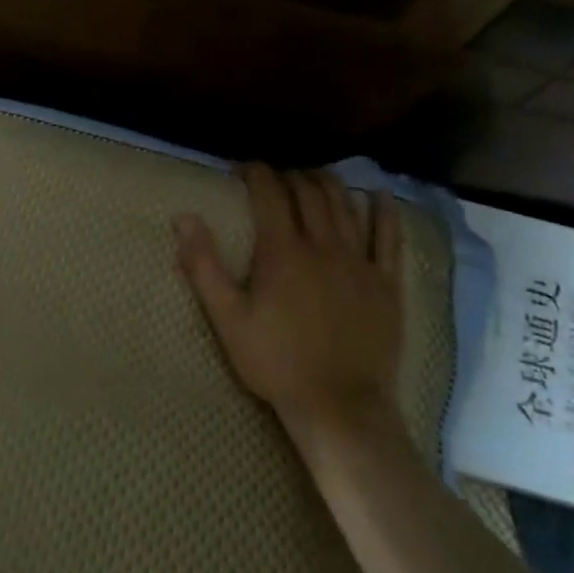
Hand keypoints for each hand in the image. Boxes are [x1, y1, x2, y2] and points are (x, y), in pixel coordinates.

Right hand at [175, 164, 405, 442]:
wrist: (338, 404)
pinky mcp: (385, 282)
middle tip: (277, 176)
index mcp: (282, 251)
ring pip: (345, 206)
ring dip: (329, 183)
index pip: (269, 194)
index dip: (256, 173)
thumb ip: (203, 266)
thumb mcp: (227, 318)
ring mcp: (358, 262)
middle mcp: (322, 245)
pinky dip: (384, 211)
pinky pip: (389, 237)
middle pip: (309, 193)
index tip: (244, 168)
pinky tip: (380, 196)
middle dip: (291, 176)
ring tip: (315, 176)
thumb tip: (183, 218)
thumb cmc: (274, 362)